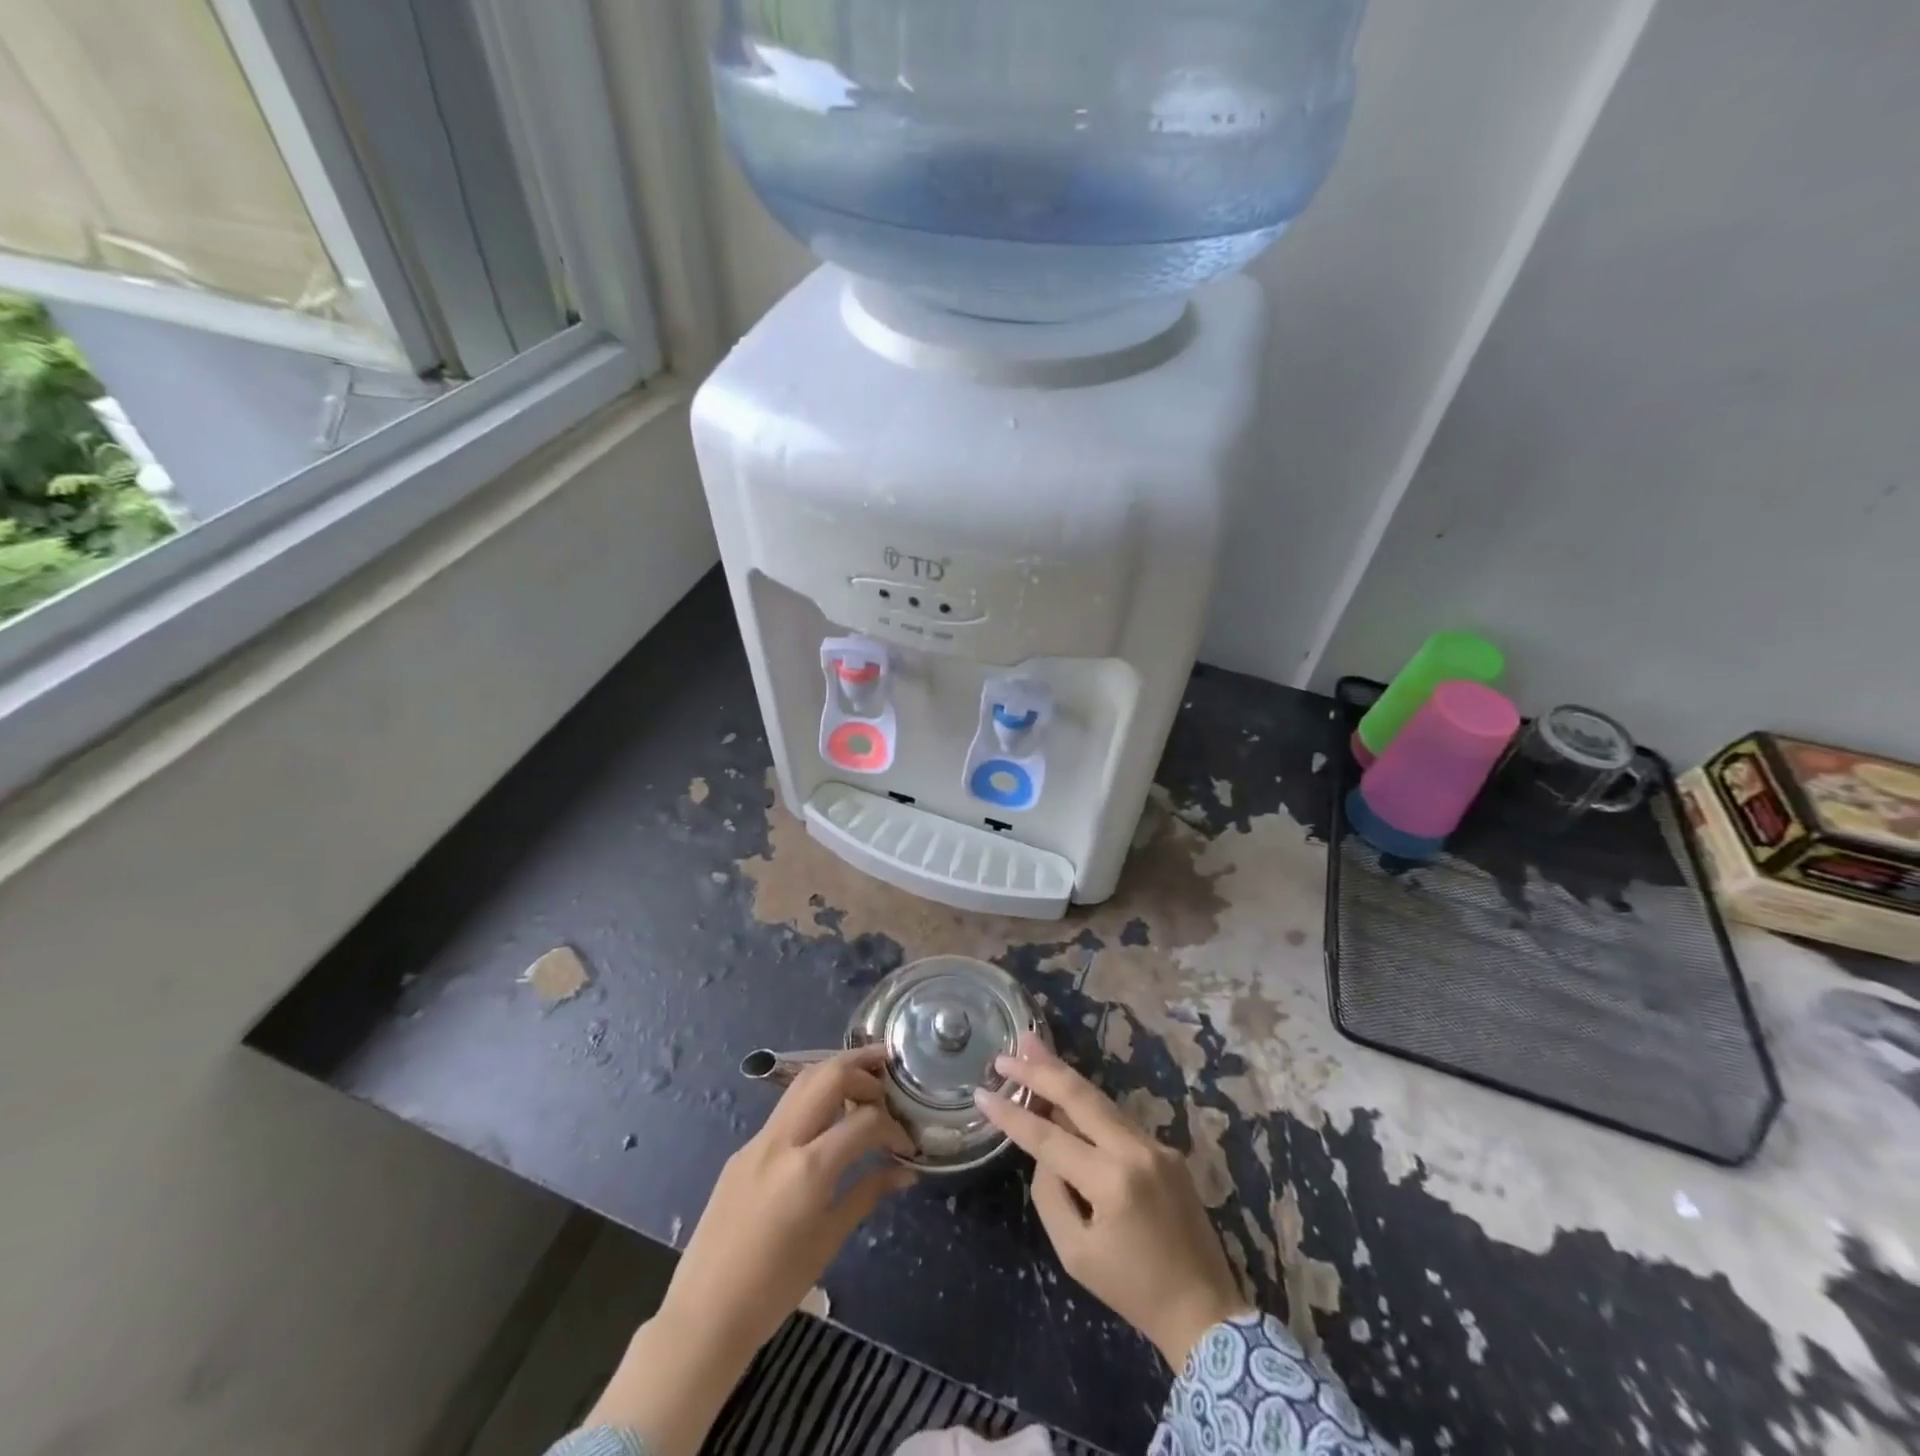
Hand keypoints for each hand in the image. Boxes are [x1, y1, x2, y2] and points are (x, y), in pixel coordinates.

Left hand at [586, 1047, 914, 1454]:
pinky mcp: (744, 1150)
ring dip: (836, 1073)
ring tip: (864, 1080)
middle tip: (889, 1077)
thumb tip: (905, 1172)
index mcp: (809, 1167)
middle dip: (863, 1069)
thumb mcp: (830, 1239)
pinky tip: (829, 1118)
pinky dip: (814, 1098)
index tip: (907, 1145)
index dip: (893, 1127)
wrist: (704, 1315)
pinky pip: (786, 1109)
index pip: (864, 1121)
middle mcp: (783, 1140)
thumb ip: (868, 1193)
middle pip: (828, 1075)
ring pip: (803, 1082)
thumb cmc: (775, 1287)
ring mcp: (758, 1140)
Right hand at [975, 1033, 1249, 1369]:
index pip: (1048, 1137)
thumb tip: (1045, 1152)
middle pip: (1079, 1096)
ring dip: (1063, 1074)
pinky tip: (1065, 1091)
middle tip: (1008, 1050)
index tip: (981, 1093)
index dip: (1012, 1115)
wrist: (1204, 1311)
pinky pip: (1117, 1120)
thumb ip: (1050, 1194)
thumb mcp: (1075, 1254)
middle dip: (1039, 1070)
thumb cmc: (1132, 1291)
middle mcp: (1135, 1150)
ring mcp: (1155, 1145)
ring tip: (1032, 1048)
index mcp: (1111, 1181)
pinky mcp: (1166, 1149)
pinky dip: (1087, 1104)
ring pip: (1099, 1099)